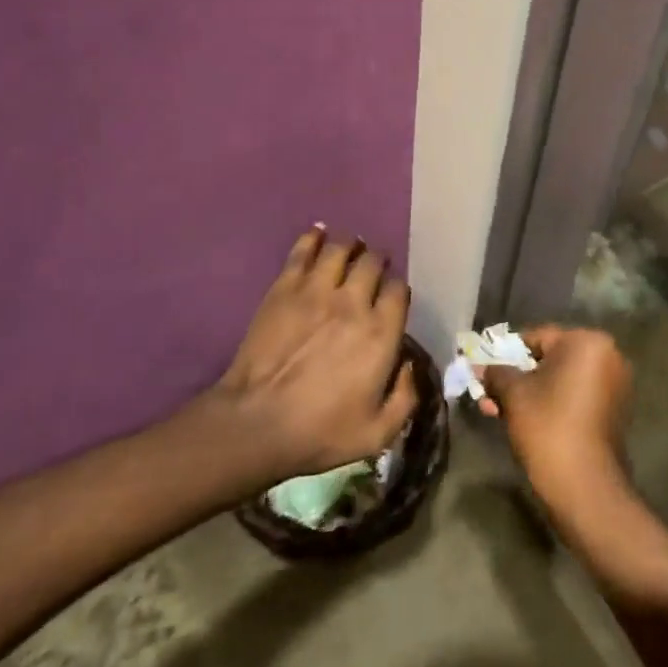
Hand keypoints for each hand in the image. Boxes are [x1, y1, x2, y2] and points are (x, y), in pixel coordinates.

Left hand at [202, 227, 418, 487]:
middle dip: (377, 261)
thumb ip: (405, 399)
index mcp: (381, 333)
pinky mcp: (284, 288)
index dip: (397, 289)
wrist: (256, 424)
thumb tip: (411, 367)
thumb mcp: (376, 433)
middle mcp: (354, 302)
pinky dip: (314, 237)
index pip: (398, 291)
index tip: (392, 297)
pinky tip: (319, 233)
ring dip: (350, 245)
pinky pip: (304, 250)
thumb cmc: (319, 432)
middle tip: (373, 267)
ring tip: (351, 247)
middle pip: (373, 262)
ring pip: (341, 249)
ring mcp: (317, 290)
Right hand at [479, 326, 632, 508]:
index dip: (506, 353)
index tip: (484, 370)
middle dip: (517, 377)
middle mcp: (608, 356)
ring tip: (499, 411)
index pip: (537, 337)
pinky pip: (576, 396)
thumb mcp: (514, 395)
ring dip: (531, 393)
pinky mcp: (614, 411)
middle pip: (550, 359)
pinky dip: (552, 403)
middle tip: (488, 394)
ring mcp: (615, 384)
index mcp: (587, 342)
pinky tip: (525, 420)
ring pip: (561, 380)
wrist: (585, 487)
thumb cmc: (548, 427)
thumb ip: (497, 373)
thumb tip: (482, 368)